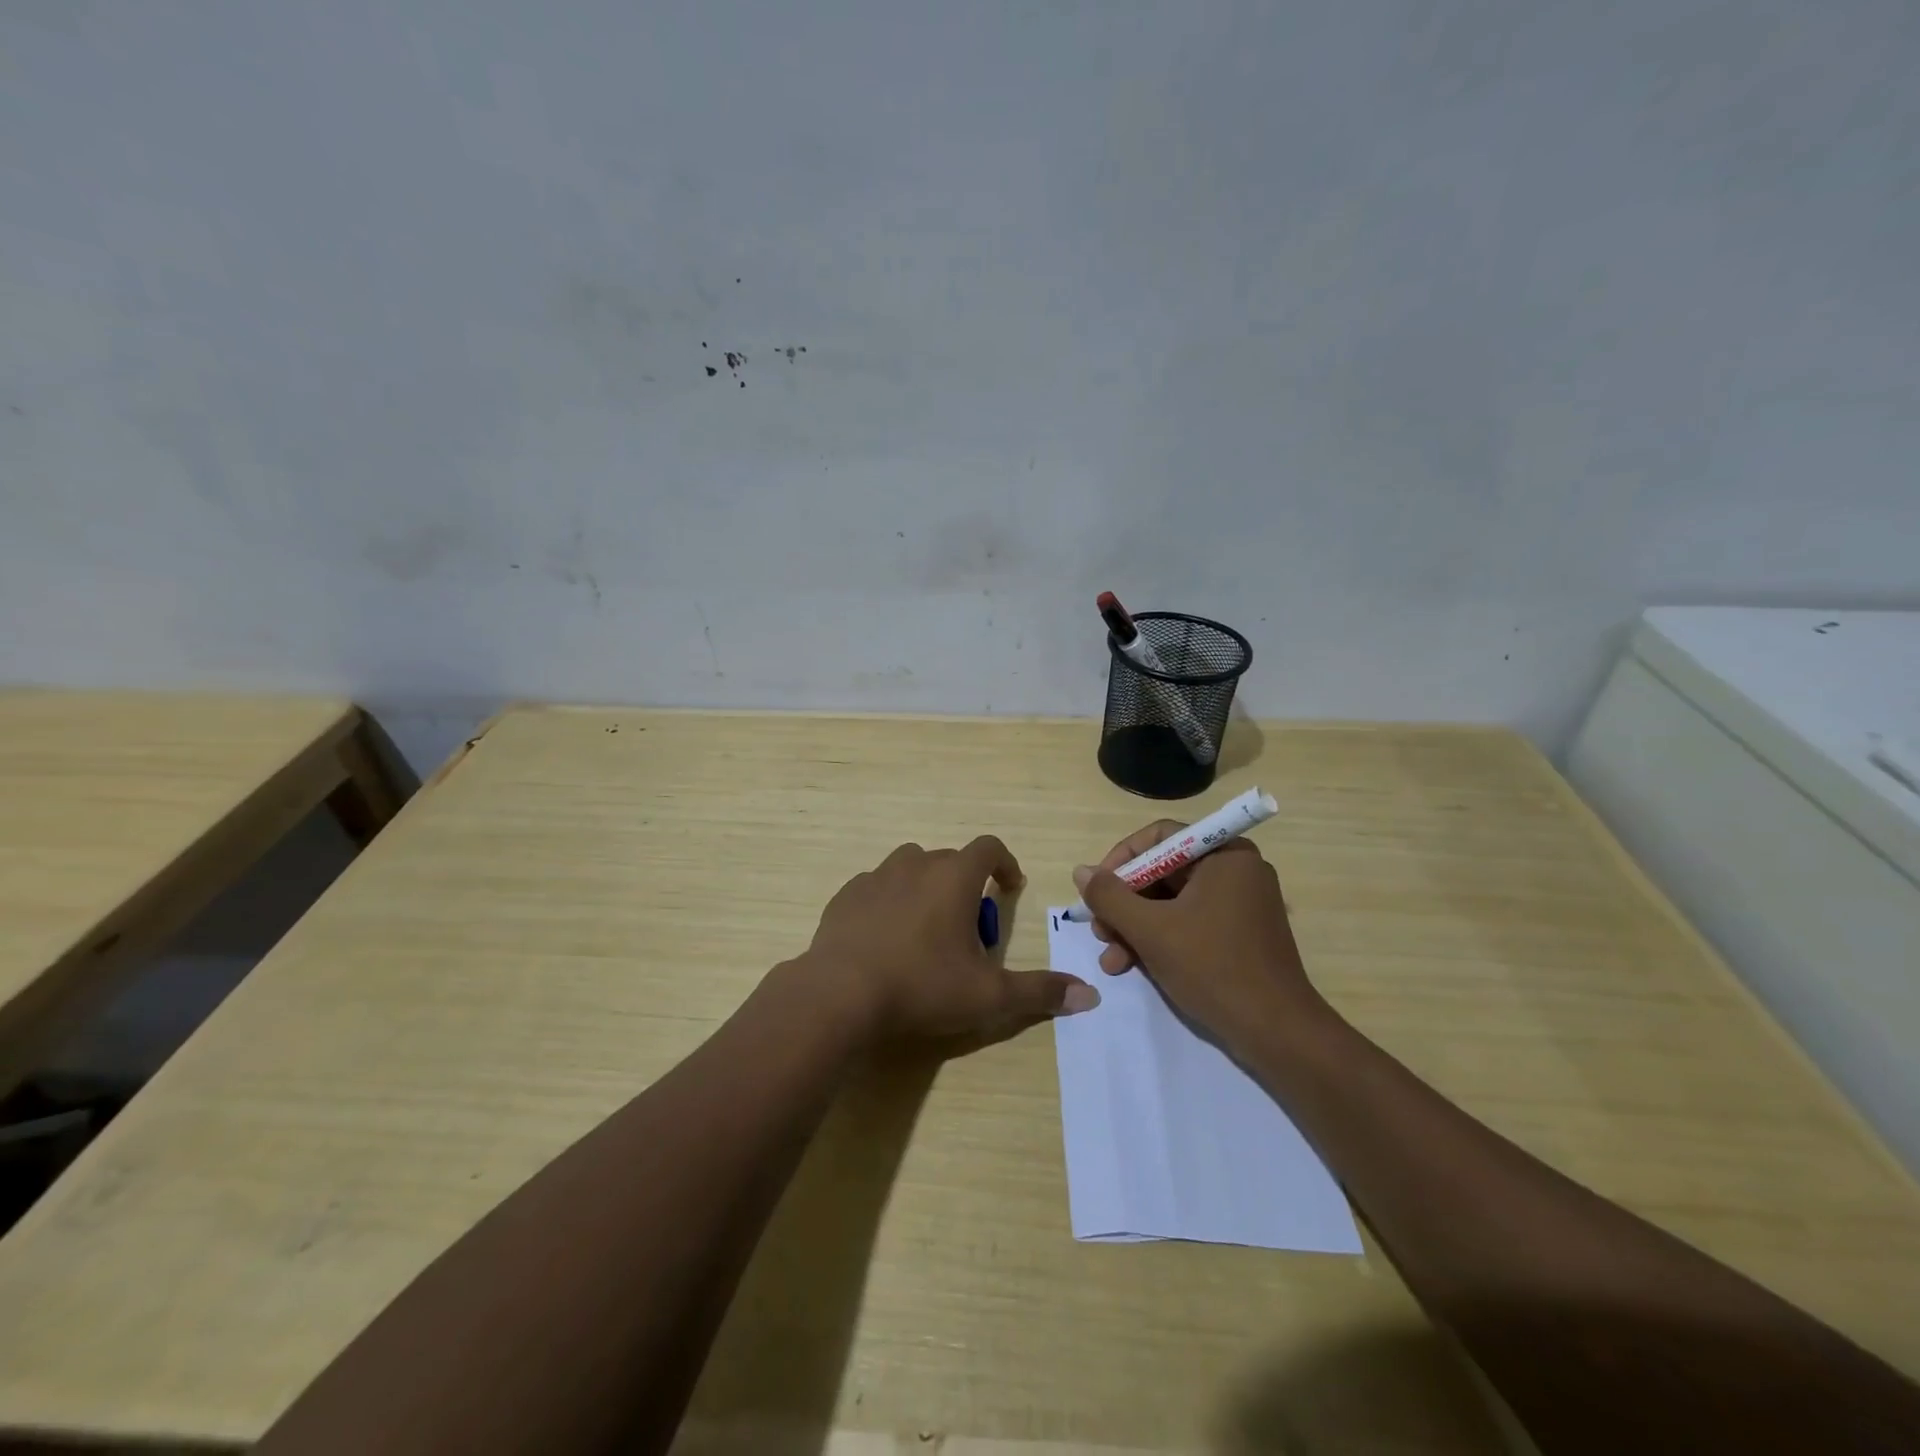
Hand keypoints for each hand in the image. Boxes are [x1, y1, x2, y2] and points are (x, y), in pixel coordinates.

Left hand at [800, 836, 1098, 1041]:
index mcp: (954, 877)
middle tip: (969, 930)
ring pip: (911, 868)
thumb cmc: (921, 986)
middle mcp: (916, 864)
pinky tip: (885, 938)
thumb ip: (1039, 992)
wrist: (839, 994)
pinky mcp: (846, 895)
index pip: (989, 848)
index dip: (1005, 864)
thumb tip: (1090, 996)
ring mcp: (876, 877)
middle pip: (950, 860)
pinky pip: (877, 888)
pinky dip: (889, 902)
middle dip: (966, 885)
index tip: (1010, 888)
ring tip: (926, 929)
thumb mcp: (988, 996)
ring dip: (926, 887)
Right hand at [1073, 821, 1325, 1046]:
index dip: (1121, 860)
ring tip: (1111, 959)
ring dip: (1135, 927)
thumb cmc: (1213, 968)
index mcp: (1225, 855)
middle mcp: (1235, 870)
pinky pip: (1188, 922)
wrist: (1277, 1033)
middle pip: (1163, 872)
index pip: (1160, 837)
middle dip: (1125, 903)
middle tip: (1099, 930)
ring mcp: (1240, 904)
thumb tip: (1081, 871)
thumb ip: (1110, 897)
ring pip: (1171, 902)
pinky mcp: (1239, 934)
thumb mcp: (1151, 930)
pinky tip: (1131, 965)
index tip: (1097, 889)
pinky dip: (1159, 939)